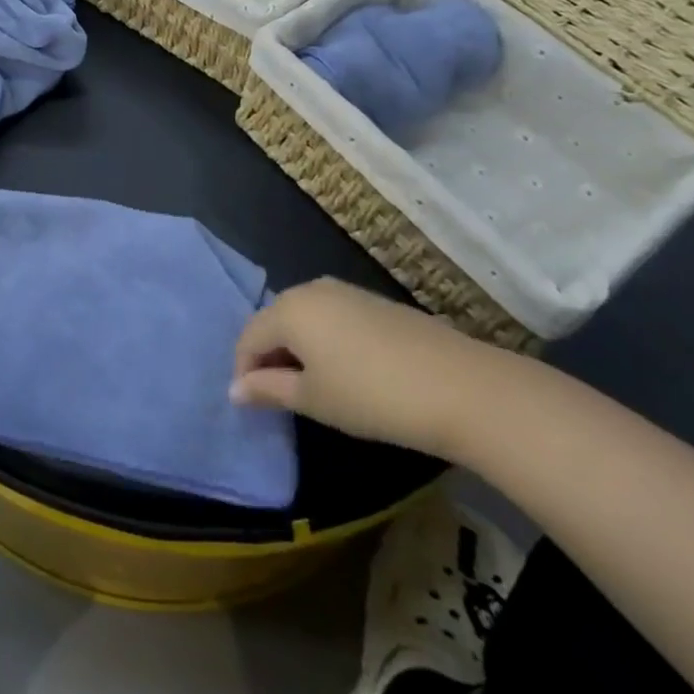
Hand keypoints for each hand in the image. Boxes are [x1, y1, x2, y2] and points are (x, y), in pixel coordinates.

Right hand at [231, 278, 521, 461]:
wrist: (458, 386)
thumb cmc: (371, 396)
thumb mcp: (313, 399)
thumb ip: (268, 389)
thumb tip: (234, 389)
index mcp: (288, 309)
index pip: (249, 337)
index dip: (244, 371)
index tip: (251, 403)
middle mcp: (310, 289)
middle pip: (274, 321)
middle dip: (269, 355)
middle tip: (278, 395)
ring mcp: (345, 291)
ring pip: (304, 318)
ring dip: (298, 348)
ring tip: (311, 386)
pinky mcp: (374, 301)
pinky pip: (332, 317)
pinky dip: (325, 341)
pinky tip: (345, 371)